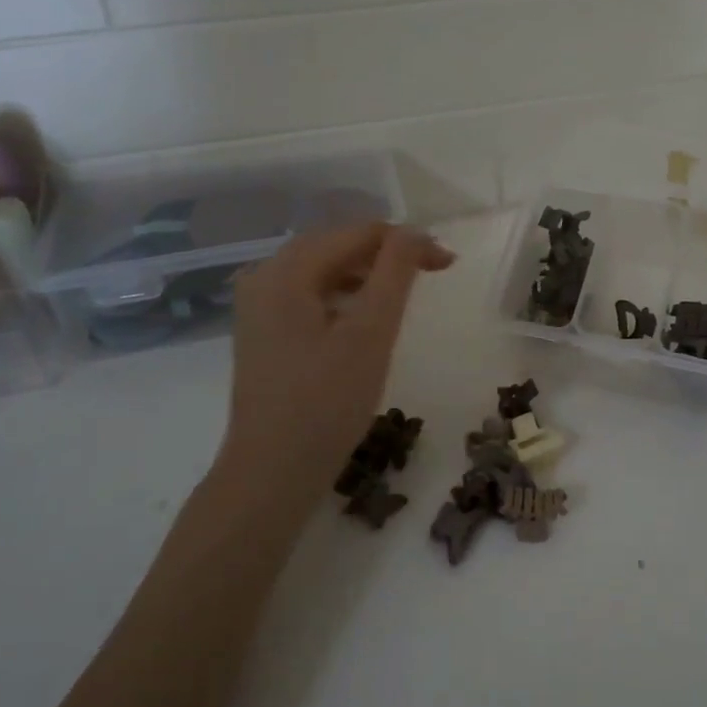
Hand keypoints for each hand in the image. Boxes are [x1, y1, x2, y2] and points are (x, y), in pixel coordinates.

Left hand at [204, 222, 454, 514]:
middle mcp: (263, 277)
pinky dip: (345, 296)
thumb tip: (414, 232)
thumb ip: (395, 273)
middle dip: (386, 254)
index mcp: (285, 271)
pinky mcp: (264, 333)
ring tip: (405, 293)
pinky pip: (310, 296)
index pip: (356, 234)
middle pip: (336, 246)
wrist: (272, 474)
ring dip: (367, 274)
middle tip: (433, 272)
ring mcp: (258, 307)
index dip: (406, 242)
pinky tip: (365, 318)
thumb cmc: (326, 403)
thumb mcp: (370, 333)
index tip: (448, 264)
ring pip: (323, 270)